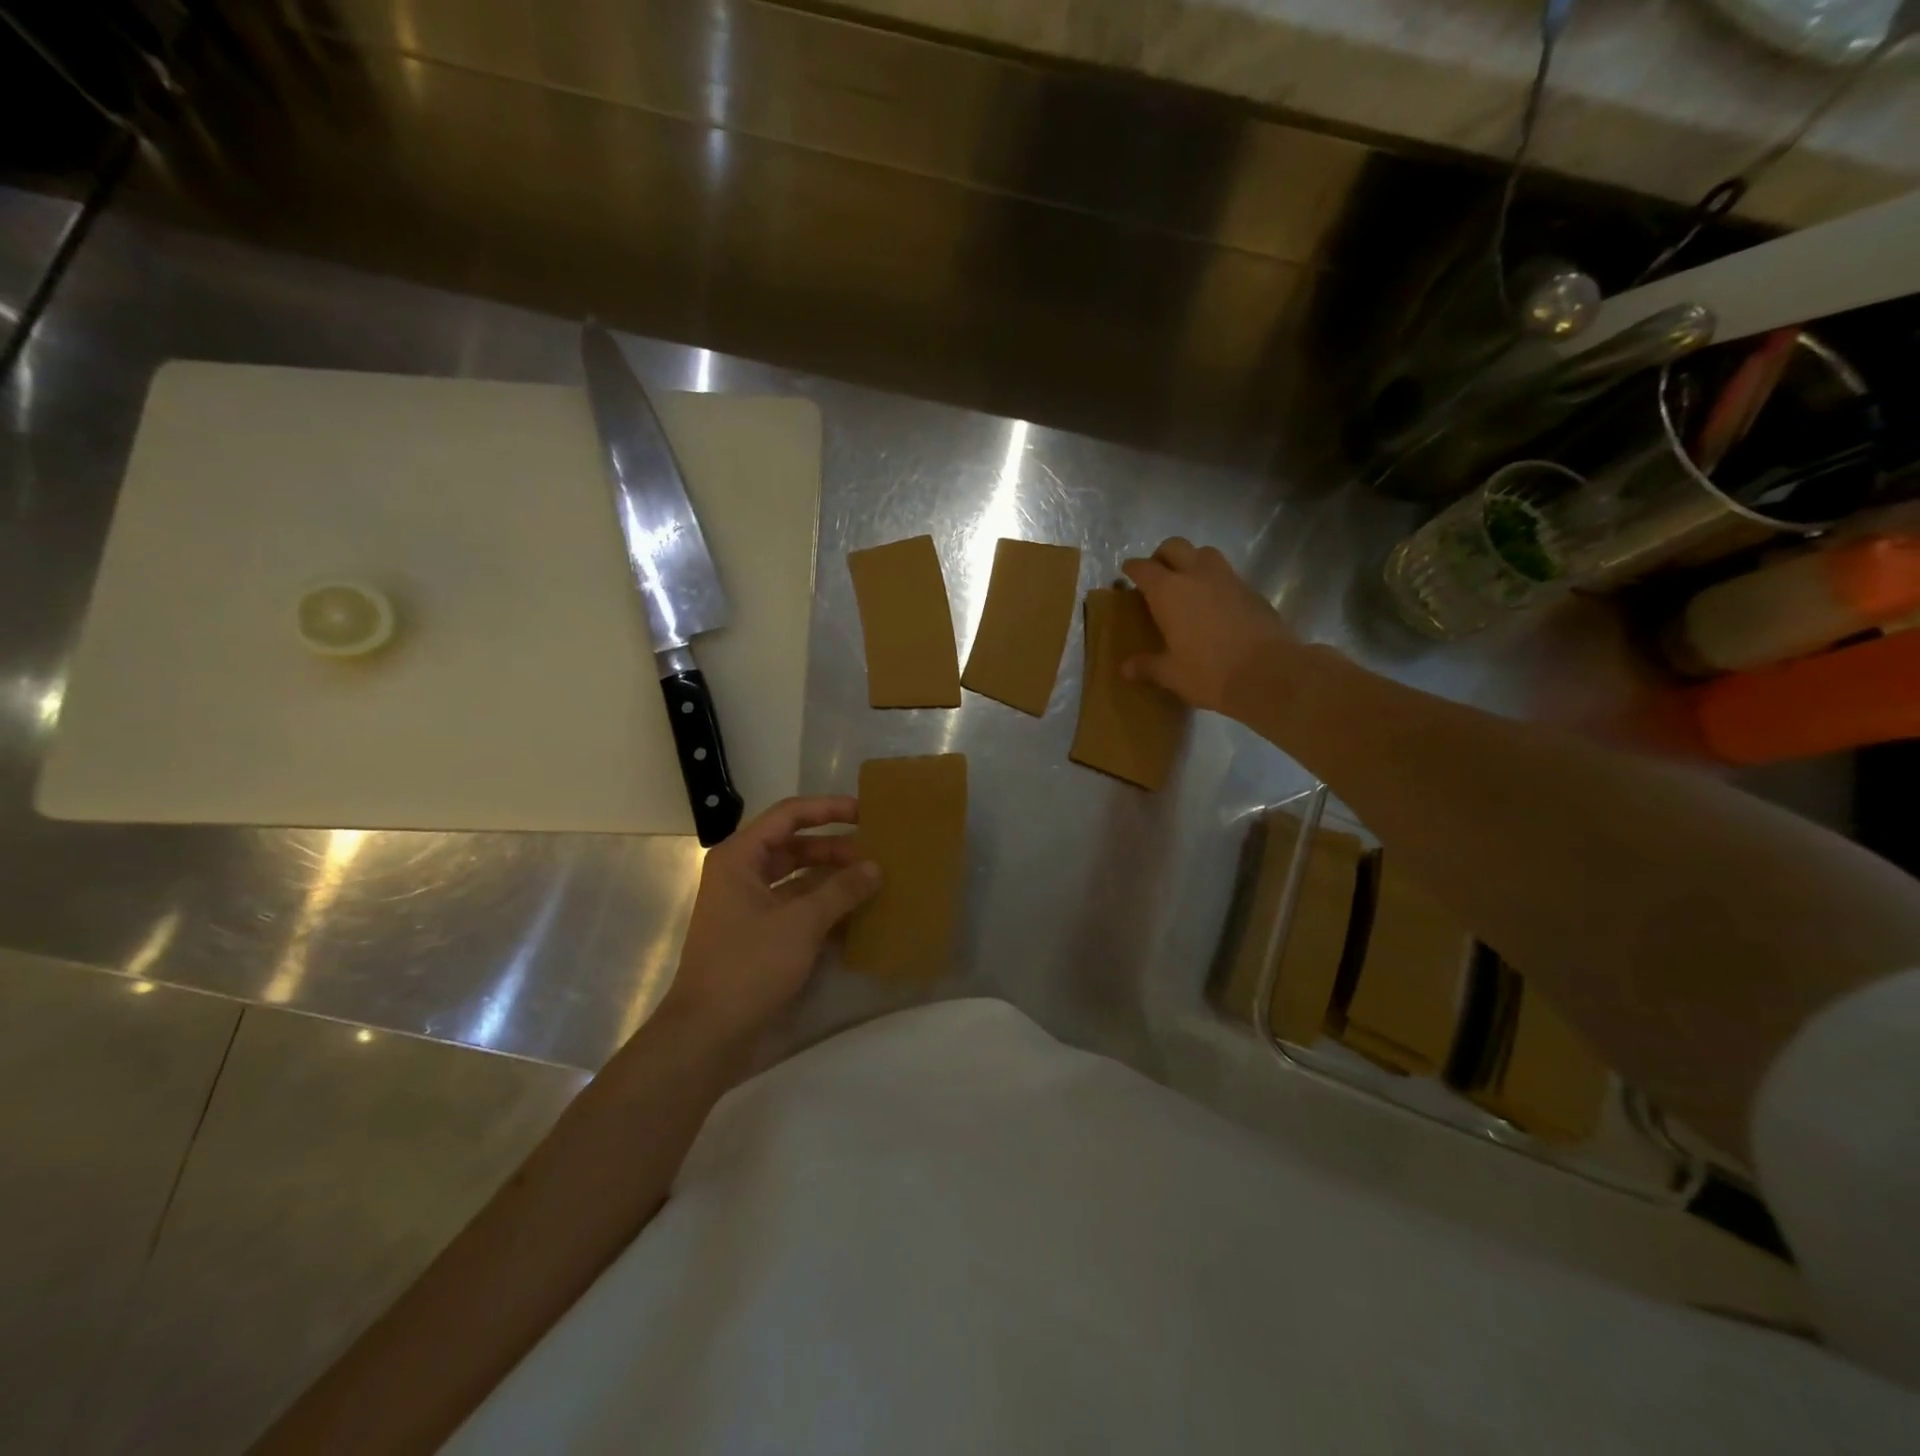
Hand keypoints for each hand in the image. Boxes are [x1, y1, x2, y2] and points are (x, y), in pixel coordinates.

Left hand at [659, 796, 879, 1043]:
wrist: (708, 1034)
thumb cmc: (749, 966)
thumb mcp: (801, 923)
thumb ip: (841, 890)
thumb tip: (876, 867)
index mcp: (740, 857)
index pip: (789, 815)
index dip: (828, 809)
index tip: (866, 812)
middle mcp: (742, 874)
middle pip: (796, 847)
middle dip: (836, 849)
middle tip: (878, 853)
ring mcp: (750, 906)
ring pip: (799, 879)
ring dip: (834, 880)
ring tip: (875, 882)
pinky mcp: (759, 935)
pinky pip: (798, 908)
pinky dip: (825, 909)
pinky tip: (859, 916)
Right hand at [1121, 538, 1299, 717]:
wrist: (1269, 673)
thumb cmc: (1208, 672)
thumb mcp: (1171, 674)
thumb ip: (1147, 666)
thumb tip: (1126, 668)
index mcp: (1168, 591)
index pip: (1144, 568)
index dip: (1132, 568)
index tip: (1127, 572)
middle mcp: (1197, 575)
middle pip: (1175, 546)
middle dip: (1162, 555)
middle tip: (1157, 574)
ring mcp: (1228, 579)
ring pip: (1205, 553)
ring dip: (1192, 561)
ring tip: (1187, 584)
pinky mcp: (1252, 591)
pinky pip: (1227, 575)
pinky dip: (1215, 582)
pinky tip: (1215, 605)